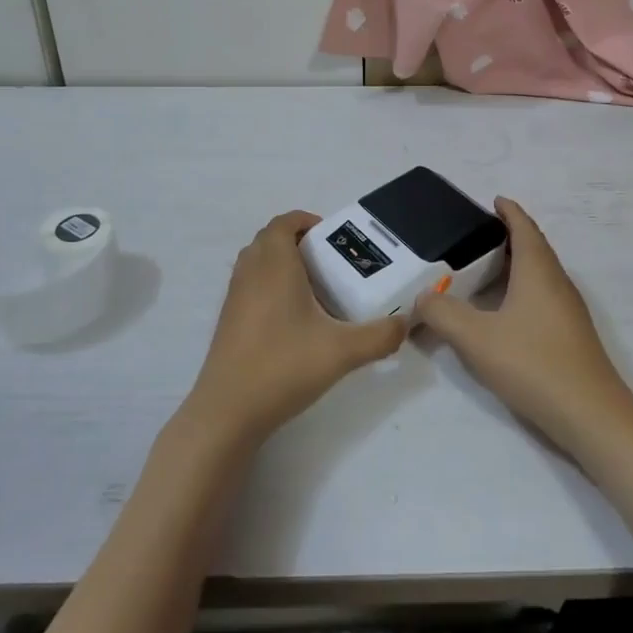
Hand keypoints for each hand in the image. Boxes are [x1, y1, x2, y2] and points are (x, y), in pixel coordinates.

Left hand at [182, 211, 407, 449]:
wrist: (227, 411)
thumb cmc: (283, 366)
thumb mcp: (343, 352)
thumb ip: (380, 336)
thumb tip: (405, 325)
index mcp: (274, 264)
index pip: (284, 223)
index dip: (307, 221)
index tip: (333, 236)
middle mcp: (250, 272)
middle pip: (270, 239)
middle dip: (298, 241)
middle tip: (330, 261)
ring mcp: (234, 297)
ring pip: (257, 263)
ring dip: (282, 263)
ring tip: (315, 288)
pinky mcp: (228, 321)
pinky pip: (250, 286)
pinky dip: (269, 287)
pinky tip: (293, 319)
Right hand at [416, 197, 632, 455]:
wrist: (591, 416)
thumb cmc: (533, 364)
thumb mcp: (476, 338)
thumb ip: (443, 313)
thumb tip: (423, 297)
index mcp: (538, 271)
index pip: (524, 228)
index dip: (509, 212)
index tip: (494, 200)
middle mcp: (557, 282)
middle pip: (535, 247)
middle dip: (509, 236)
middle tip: (476, 236)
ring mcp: (569, 310)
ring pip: (540, 274)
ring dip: (517, 264)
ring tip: (485, 270)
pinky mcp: (571, 335)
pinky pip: (544, 296)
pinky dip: (523, 289)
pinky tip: (505, 311)